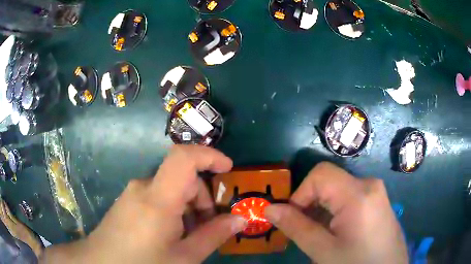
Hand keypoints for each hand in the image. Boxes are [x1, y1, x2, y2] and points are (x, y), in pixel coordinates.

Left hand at [40, 145, 246, 263]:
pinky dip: (172, 210)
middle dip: (202, 200)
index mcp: (158, 199)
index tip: (228, 169)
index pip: (184, 157)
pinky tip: (170, 234)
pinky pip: (156, 196)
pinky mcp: (127, 200)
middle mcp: (143, 187)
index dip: (209, 155)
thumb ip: (213, 236)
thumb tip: (240, 220)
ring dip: (188, 208)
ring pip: (170, 189)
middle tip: (208, 228)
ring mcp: (133, 193)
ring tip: (188, 237)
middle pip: (182, 179)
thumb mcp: (184, 257)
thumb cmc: (143, 263)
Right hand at [265, 162, 407, 263]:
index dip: (300, 193)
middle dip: (310, 203)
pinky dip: (335, 210)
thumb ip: (296, 227)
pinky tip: (335, 231)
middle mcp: (369, 184)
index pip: (320, 174)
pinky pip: (350, 197)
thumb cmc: (357, 263)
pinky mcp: (377, 201)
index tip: (293, 218)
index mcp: (358, 193)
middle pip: (329, 181)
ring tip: (319, 234)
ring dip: (322, 208)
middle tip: (303, 229)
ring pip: (338, 189)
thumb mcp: (324, 251)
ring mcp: (375, 192)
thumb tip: (269, 209)